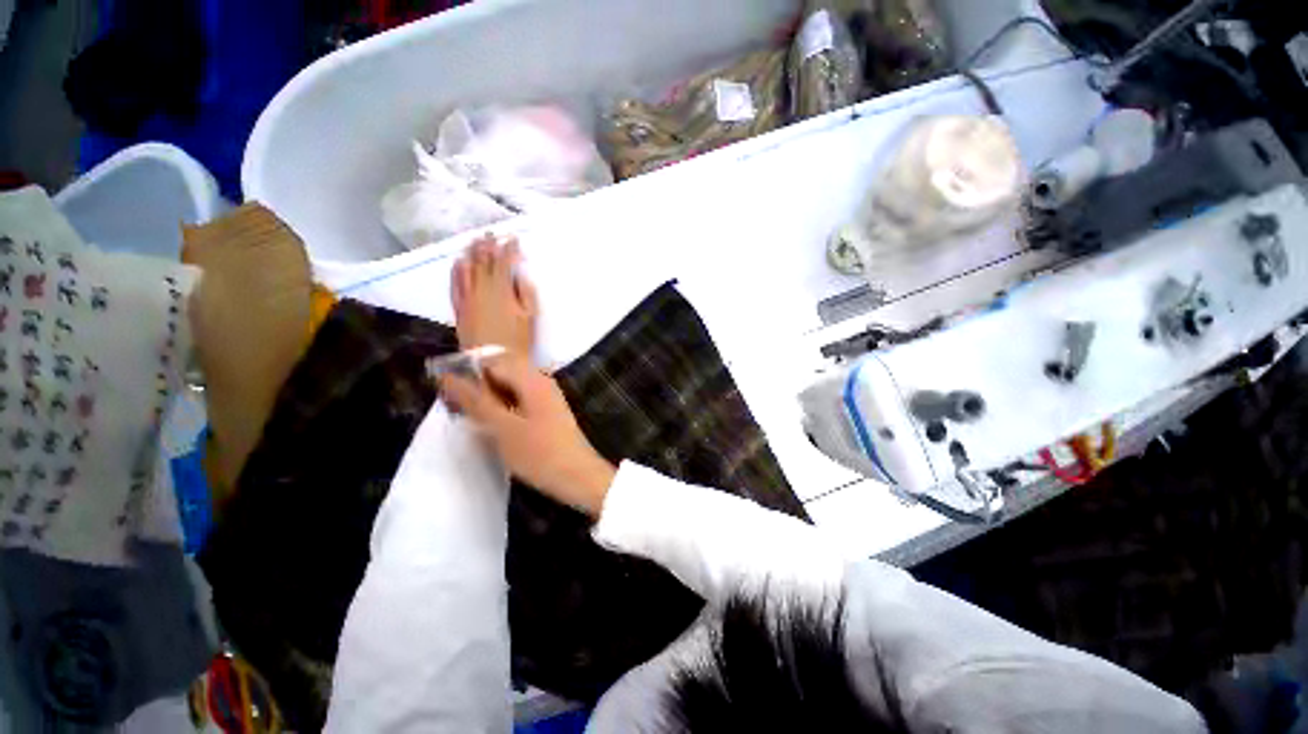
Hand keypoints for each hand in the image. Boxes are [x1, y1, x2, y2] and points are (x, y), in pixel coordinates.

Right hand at [441, 355, 615, 516]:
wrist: (579, 477)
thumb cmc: (540, 453)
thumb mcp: (503, 428)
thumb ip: (476, 401)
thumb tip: (448, 376)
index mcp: (532, 379)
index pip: (493, 360)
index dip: (467, 371)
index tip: (446, 391)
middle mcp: (542, 381)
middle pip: (502, 371)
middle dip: (477, 385)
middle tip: (457, 407)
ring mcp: (547, 396)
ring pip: (510, 387)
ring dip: (489, 397)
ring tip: (470, 417)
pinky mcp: (547, 411)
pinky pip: (519, 399)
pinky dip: (503, 407)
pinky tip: (491, 424)